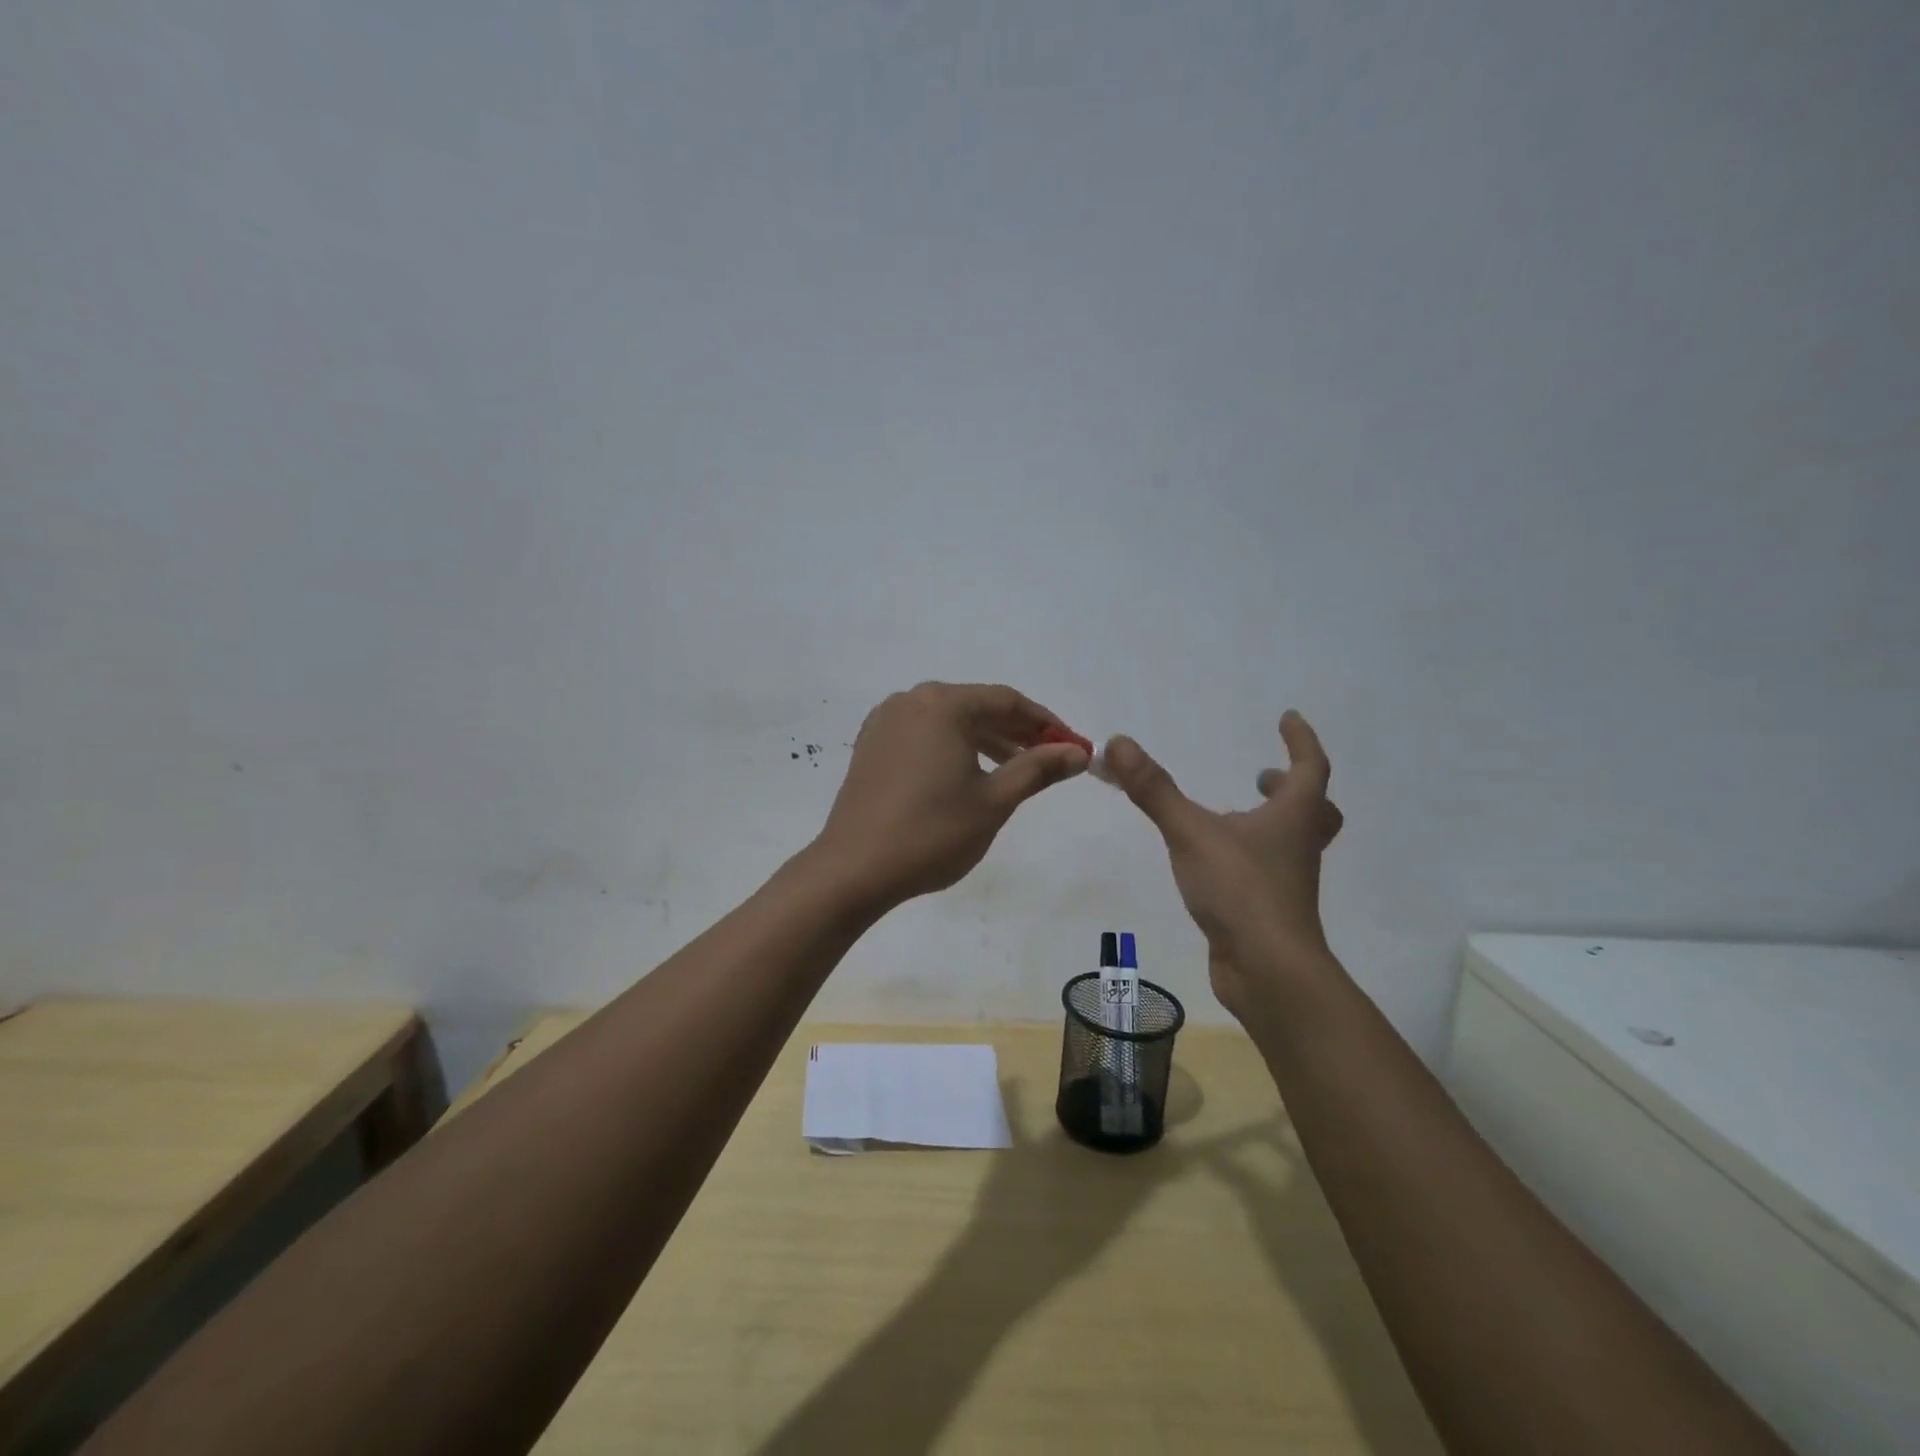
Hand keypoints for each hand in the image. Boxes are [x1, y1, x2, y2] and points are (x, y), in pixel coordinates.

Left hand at [811, 682, 1087, 906]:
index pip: (1007, 701)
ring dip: (985, 740)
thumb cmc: (932, 833)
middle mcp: (911, 701)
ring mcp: (886, 722)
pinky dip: (953, 747)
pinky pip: (924, 734)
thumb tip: (1078, 753)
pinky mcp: (872, 745)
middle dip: (1016, 731)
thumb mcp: (994, 801)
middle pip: (976, 706)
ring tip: (1016, 769)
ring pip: (949, 721)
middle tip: (1050, 757)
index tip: (1073, 746)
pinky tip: (969, 773)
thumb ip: (1037, 769)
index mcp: (942, 704)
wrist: (854, 869)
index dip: (1045, 723)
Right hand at [1104, 712, 1343, 1018]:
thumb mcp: (1191, 832)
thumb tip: (1118, 742)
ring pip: (1291, 842)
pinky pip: (1267, 872)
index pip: (1309, 766)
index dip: (1300, 739)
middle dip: (1291, 787)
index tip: (1288, 717)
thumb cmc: (1241, 889)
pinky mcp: (1270, 910)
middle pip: (1313, 809)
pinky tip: (1216, 863)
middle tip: (1263, 777)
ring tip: (1232, 816)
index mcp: (1293, 817)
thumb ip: (1154, 790)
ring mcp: (1288, 881)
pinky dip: (1249, 856)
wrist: (1268, 970)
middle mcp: (1298, 845)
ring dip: (1270, 822)